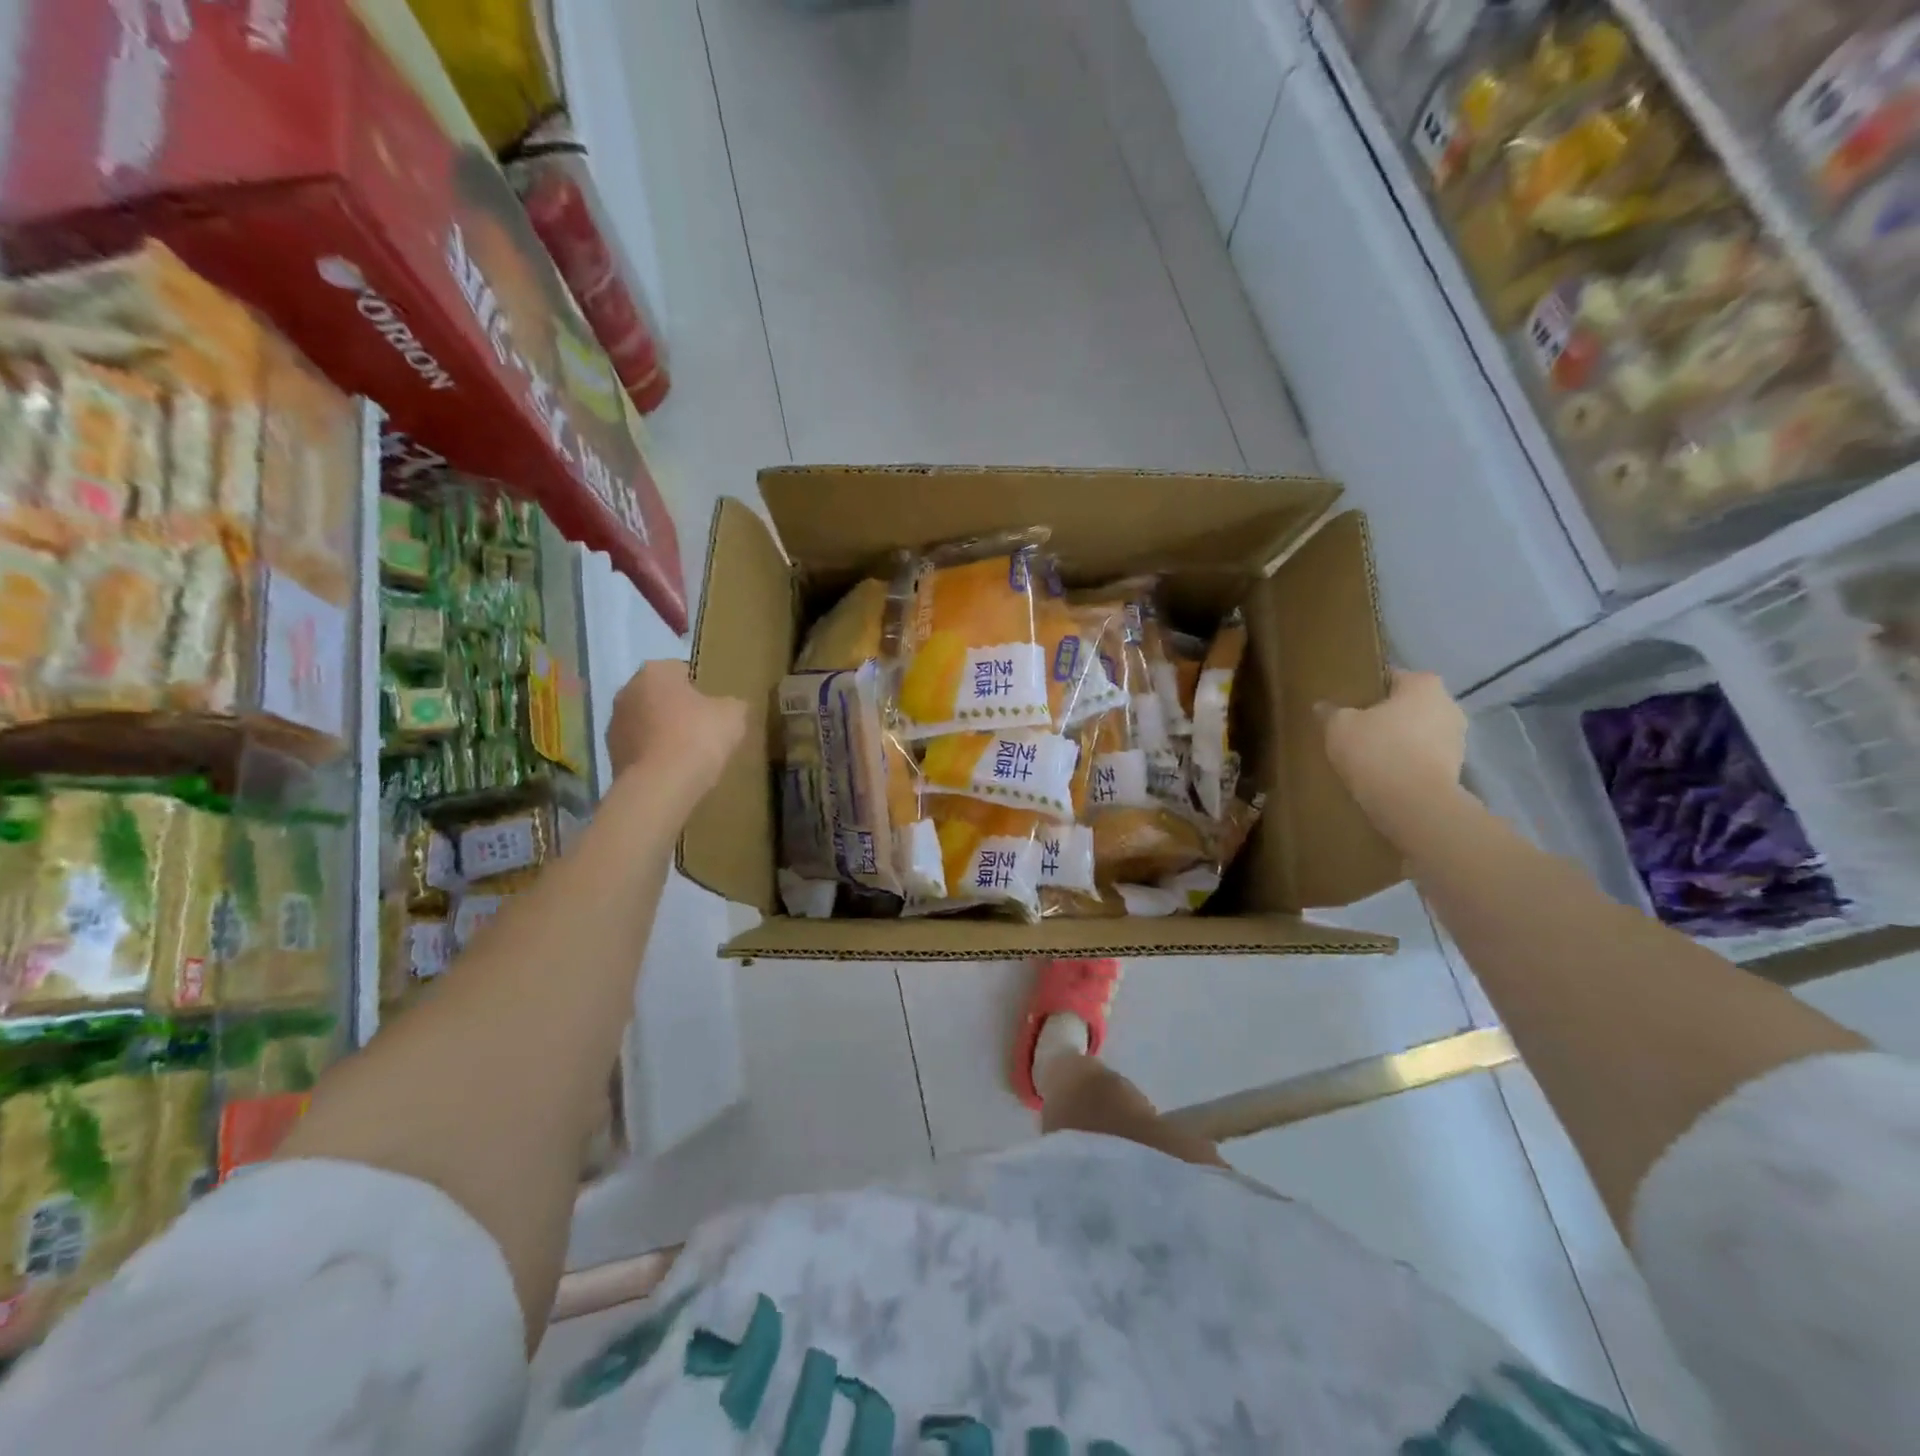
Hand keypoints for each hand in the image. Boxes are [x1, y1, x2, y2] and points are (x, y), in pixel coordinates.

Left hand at [605, 661, 748, 792]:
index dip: (701, 689)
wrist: (660, 786)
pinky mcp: (611, 754)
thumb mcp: (733, 715)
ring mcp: (614, 723)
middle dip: (678, 709)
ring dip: (662, 732)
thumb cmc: (698, 738)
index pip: (682, 670)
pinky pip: (640, 748)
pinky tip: (672, 770)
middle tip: (703, 730)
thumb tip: (727, 707)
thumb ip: (732, 704)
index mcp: (656, 671)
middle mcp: (627, 690)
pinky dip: (653, 754)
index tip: (714, 709)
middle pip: (661, 696)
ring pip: (647, 722)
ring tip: (687, 755)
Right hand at [1318, 669, 1466, 818]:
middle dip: (1386, 716)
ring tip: (1368, 757)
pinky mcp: (1456, 769)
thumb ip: (1331, 712)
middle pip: (1408, 706)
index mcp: (1423, 684)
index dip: (1367, 690)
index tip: (1349, 704)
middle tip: (1355, 730)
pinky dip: (1407, 763)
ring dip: (1399, 741)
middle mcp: (1448, 705)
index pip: (1391, 677)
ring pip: (1418, 733)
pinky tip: (1384, 775)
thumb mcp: (1339, 727)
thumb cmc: (1377, 750)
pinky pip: (1423, 758)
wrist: (1413, 803)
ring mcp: (1457, 739)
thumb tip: (1322, 706)